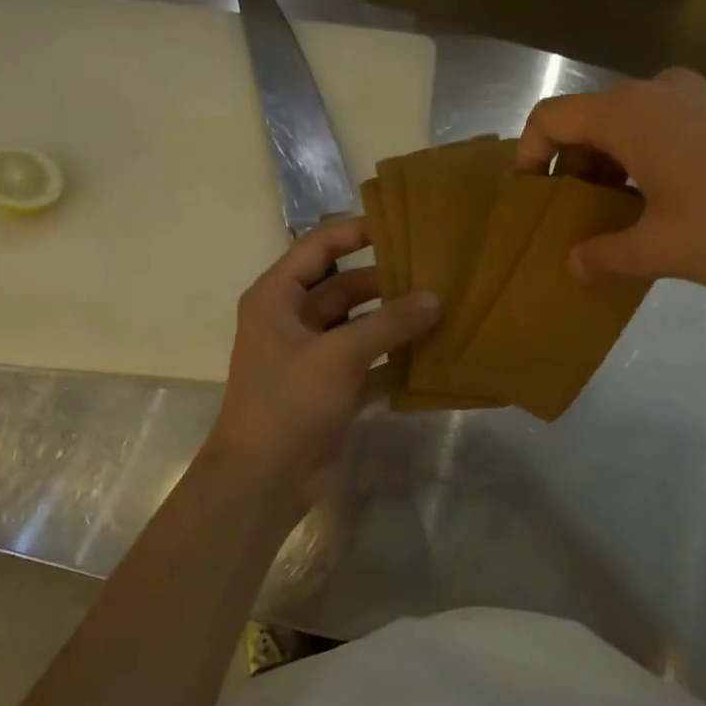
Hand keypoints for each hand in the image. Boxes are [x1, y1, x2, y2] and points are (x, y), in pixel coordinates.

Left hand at [206, 220, 439, 500]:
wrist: (264, 480)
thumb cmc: (290, 403)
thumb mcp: (339, 355)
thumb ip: (389, 323)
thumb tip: (435, 298)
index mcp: (277, 298)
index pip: (318, 248)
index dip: (355, 232)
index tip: (401, 225)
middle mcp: (292, 321)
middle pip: (344, 287)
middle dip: (385, 281)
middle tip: (435, 272)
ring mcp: (312, 357)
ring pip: (359, 326)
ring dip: (393, 321)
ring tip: (441, 307)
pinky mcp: (331, 389)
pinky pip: (368, 362)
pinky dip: (393, 358)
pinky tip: (431, 353)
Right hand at [517, 68, 705, 296]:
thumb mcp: (661, 249)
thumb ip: (606, 255)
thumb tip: (574, 264)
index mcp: (630, 113)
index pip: (552, 117)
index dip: (529, 155)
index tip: (532, 199)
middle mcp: (659, 91)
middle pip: (590, 120)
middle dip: (572, 169)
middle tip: (574, 219)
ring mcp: (699, 97)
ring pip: (629, 126)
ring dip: (611, 168)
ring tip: (618, 219)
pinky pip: (665, 129)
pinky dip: (645, 161)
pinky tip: (664, 205)